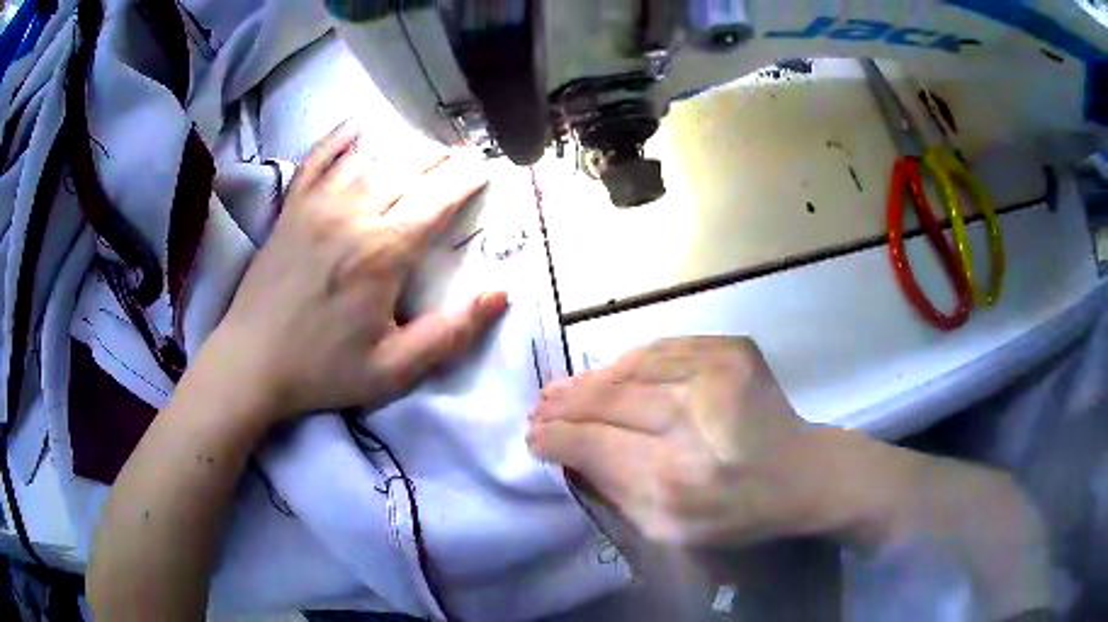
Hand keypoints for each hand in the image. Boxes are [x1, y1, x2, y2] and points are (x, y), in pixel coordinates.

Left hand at [213, 122, 507, 420]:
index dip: (466, 180)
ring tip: (423, 146)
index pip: (438, 200)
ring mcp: (317, 206)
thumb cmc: (323, 369)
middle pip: (407, 171)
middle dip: (441, 160)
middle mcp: (354, 214)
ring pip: (369, 160)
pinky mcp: (291, 209)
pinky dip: (337, 140)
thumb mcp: (394, 369)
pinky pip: (316, 161)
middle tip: (463, 153)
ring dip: (401, 149)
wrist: (251, 362)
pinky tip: (354, 127)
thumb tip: (501, 293)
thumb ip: (450, 333)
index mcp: (384, 252)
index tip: (486, 166)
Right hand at [527, 337, 853, 546]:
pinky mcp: (733, 349)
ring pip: (631, 366)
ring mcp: (720, 372)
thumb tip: (566, 450)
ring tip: (563, 389)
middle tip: (539, 407)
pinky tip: (610, 375)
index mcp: (681, 477)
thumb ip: (612, 490)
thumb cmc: (732, 513)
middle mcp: (699, 417)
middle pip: (611, 399)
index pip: (597, 444)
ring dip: (591, 380)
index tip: (534, 437)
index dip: (558, 437)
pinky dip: (628, 363)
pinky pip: (661, 349)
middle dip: (565, 404)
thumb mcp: (667, 529)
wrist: (798, 472)